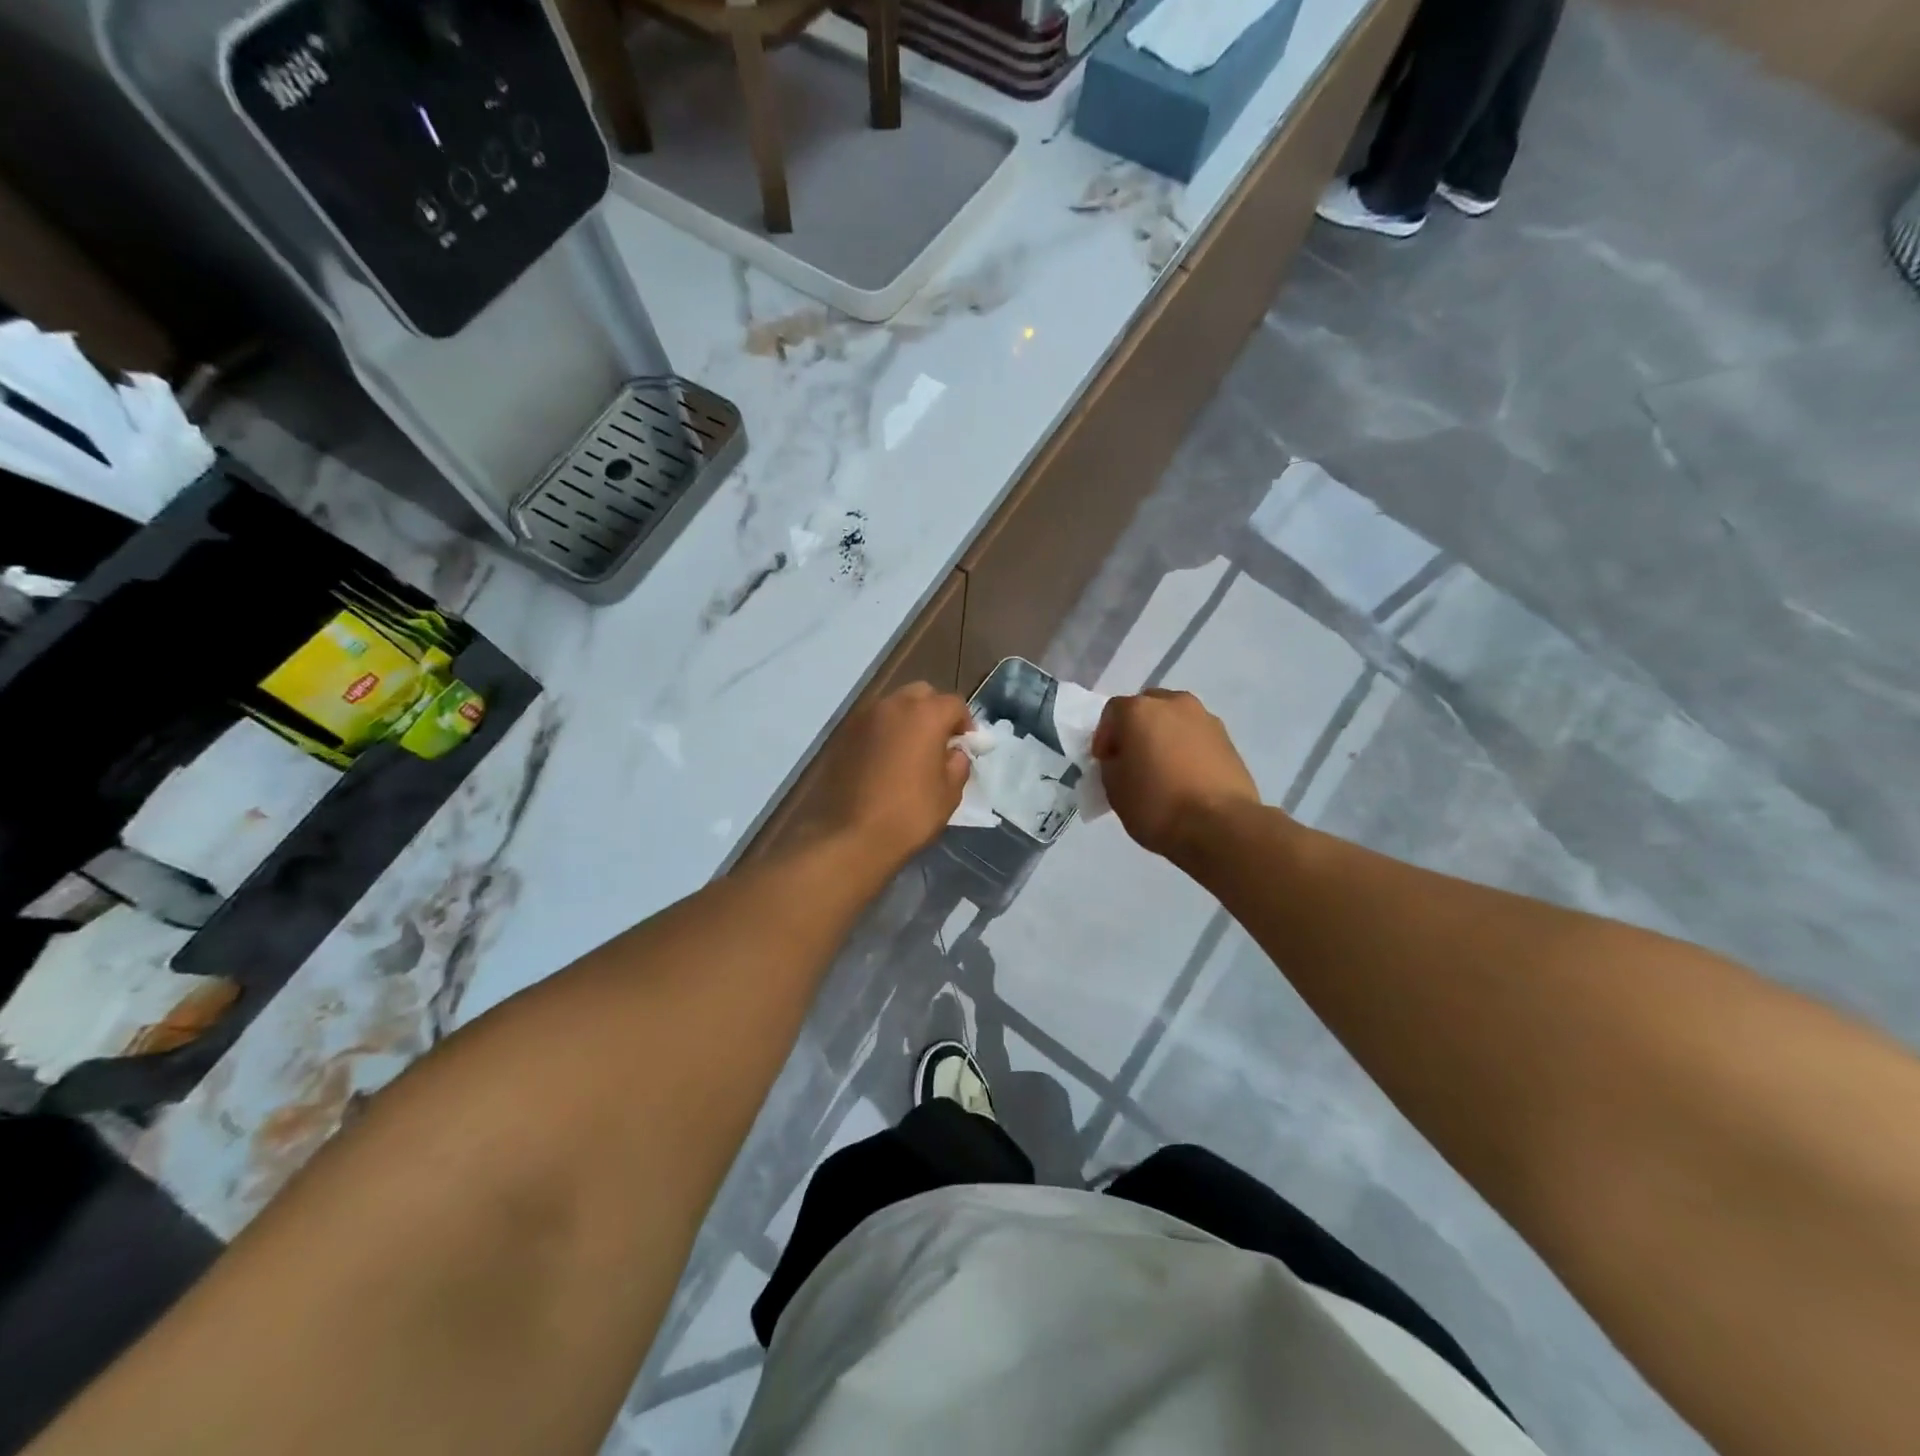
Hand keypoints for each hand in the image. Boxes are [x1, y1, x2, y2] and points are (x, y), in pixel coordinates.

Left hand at [808, 682, 971, 870]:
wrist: (850, 836)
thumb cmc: (909, 814)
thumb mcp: (949, 793)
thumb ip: (958, 764)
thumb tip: (954, 753)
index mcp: (925, 714)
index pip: (955, 704)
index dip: (965, 724)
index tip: (965, 746)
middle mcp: (893, 705)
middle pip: (922, 695)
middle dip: (934, 712)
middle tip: (939, 743)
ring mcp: (863, 718)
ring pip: (894, 706)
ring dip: (907, 721)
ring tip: (910, 752)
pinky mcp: (842, 735)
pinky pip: (872, 724)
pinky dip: (884, 734)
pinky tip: (885, 761)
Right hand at [1092, 689, 1260, 862]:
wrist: (1219, 826)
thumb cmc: (1156, 804)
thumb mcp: (1114, 788)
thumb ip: (1112, 764)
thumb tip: (1122, 758)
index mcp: (1139, 710)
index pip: (1112, 712)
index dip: (1104, 737)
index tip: (1105, 762)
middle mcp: (1174, 703)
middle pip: (1147, 708)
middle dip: (1136, 729)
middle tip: (1133, 759)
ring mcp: (1205, 719)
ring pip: (1175, 720)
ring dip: (1165, 736)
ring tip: (1163, 769)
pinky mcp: (1229, 739)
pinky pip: (1197, 736)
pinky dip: (1187, 749)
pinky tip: (1186, 777)